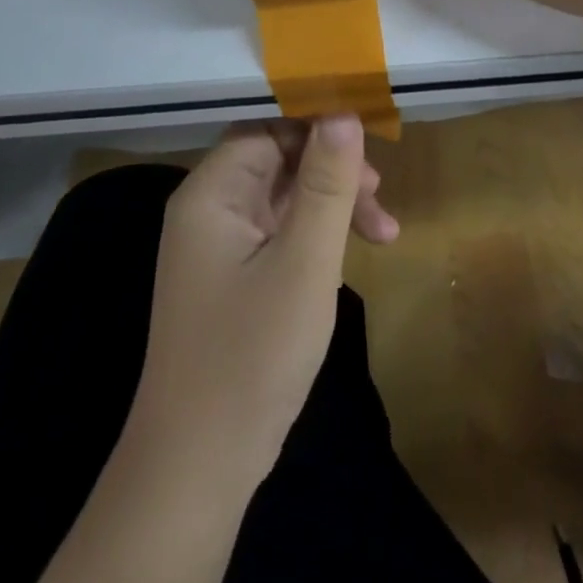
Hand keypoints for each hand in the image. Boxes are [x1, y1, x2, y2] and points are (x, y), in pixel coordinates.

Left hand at [130, 116, 396, 487]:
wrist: (197, 468)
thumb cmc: (251, 356)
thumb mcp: (304, 262)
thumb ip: (327, 184)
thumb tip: (343, 113)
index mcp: (212, 193)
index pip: (267, 128)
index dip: (317, 125)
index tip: (370, 139)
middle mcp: (209, 209)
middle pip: (278, 159)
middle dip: (333, 170)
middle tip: (380, 196)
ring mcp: (219, 246)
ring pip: (284, 196)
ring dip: (333, 205)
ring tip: (384, 232)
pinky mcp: (232, 278)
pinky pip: (280, 232)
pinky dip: (318, 235)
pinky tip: (351, 255)